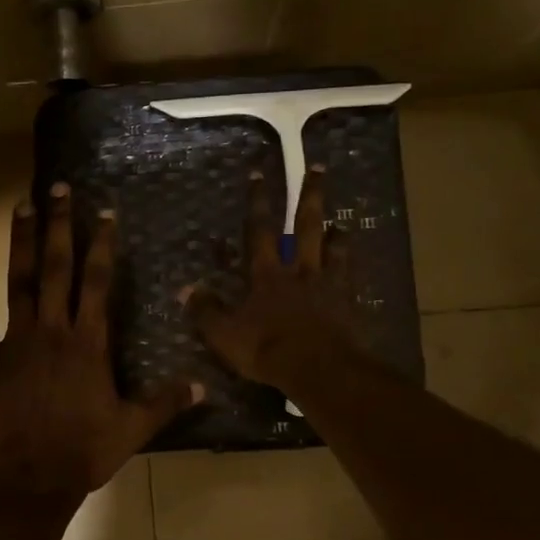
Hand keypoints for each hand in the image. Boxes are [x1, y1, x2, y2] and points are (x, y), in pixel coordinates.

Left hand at [0, 182, 201, 498]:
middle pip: (57, 267)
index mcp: (88, 342)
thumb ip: (166, 401)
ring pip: (19, 281)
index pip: (97, 282)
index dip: (102, 244)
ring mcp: (16, 340)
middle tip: (57, 188)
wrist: (30, 478)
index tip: (103, 210)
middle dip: (60, 225)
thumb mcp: (132, 428)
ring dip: (21, 242)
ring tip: (22, 205)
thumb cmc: (83, 452)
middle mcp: (53, 330)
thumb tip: (205, 385)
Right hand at [187, 165, 353, 387]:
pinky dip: (351, 266)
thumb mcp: (224, 334)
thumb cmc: (267, 349)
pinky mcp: (347, 304)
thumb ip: (206, 310)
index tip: (259, 175)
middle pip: (306, 226)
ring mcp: (327, 286)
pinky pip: (350, 277)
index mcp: (267, 275)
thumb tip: (186, 289)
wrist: (319, 369)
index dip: (257, 202)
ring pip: (333, 249)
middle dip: (309, 196)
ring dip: (336, 232)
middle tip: (317, 169)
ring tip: (340, 221)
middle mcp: (299, 271)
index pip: (259, 230)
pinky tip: (353, 263)